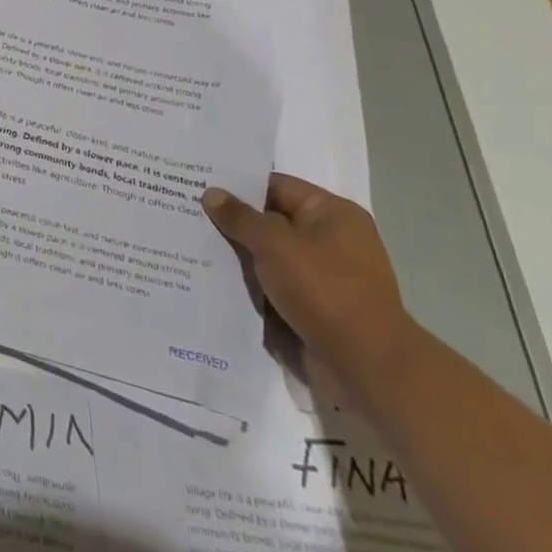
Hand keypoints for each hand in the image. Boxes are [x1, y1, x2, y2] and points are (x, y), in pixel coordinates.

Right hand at [203, 173, 419, 407]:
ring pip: (267, 257)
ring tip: (190, 246)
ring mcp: (323, 276)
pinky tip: (210, 280)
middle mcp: (330, 240)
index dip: (236, 185)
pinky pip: (272, 286)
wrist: (366, 367)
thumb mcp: (274, 243)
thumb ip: (239, 217)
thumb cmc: (324, 290)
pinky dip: (248, 285)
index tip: (197, 184)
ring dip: (236, 256)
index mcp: (331, 213)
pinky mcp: (313, 307)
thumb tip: (211, 193)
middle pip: (269, 221)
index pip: (275, 186)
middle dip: (232, 222)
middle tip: (185, 213)